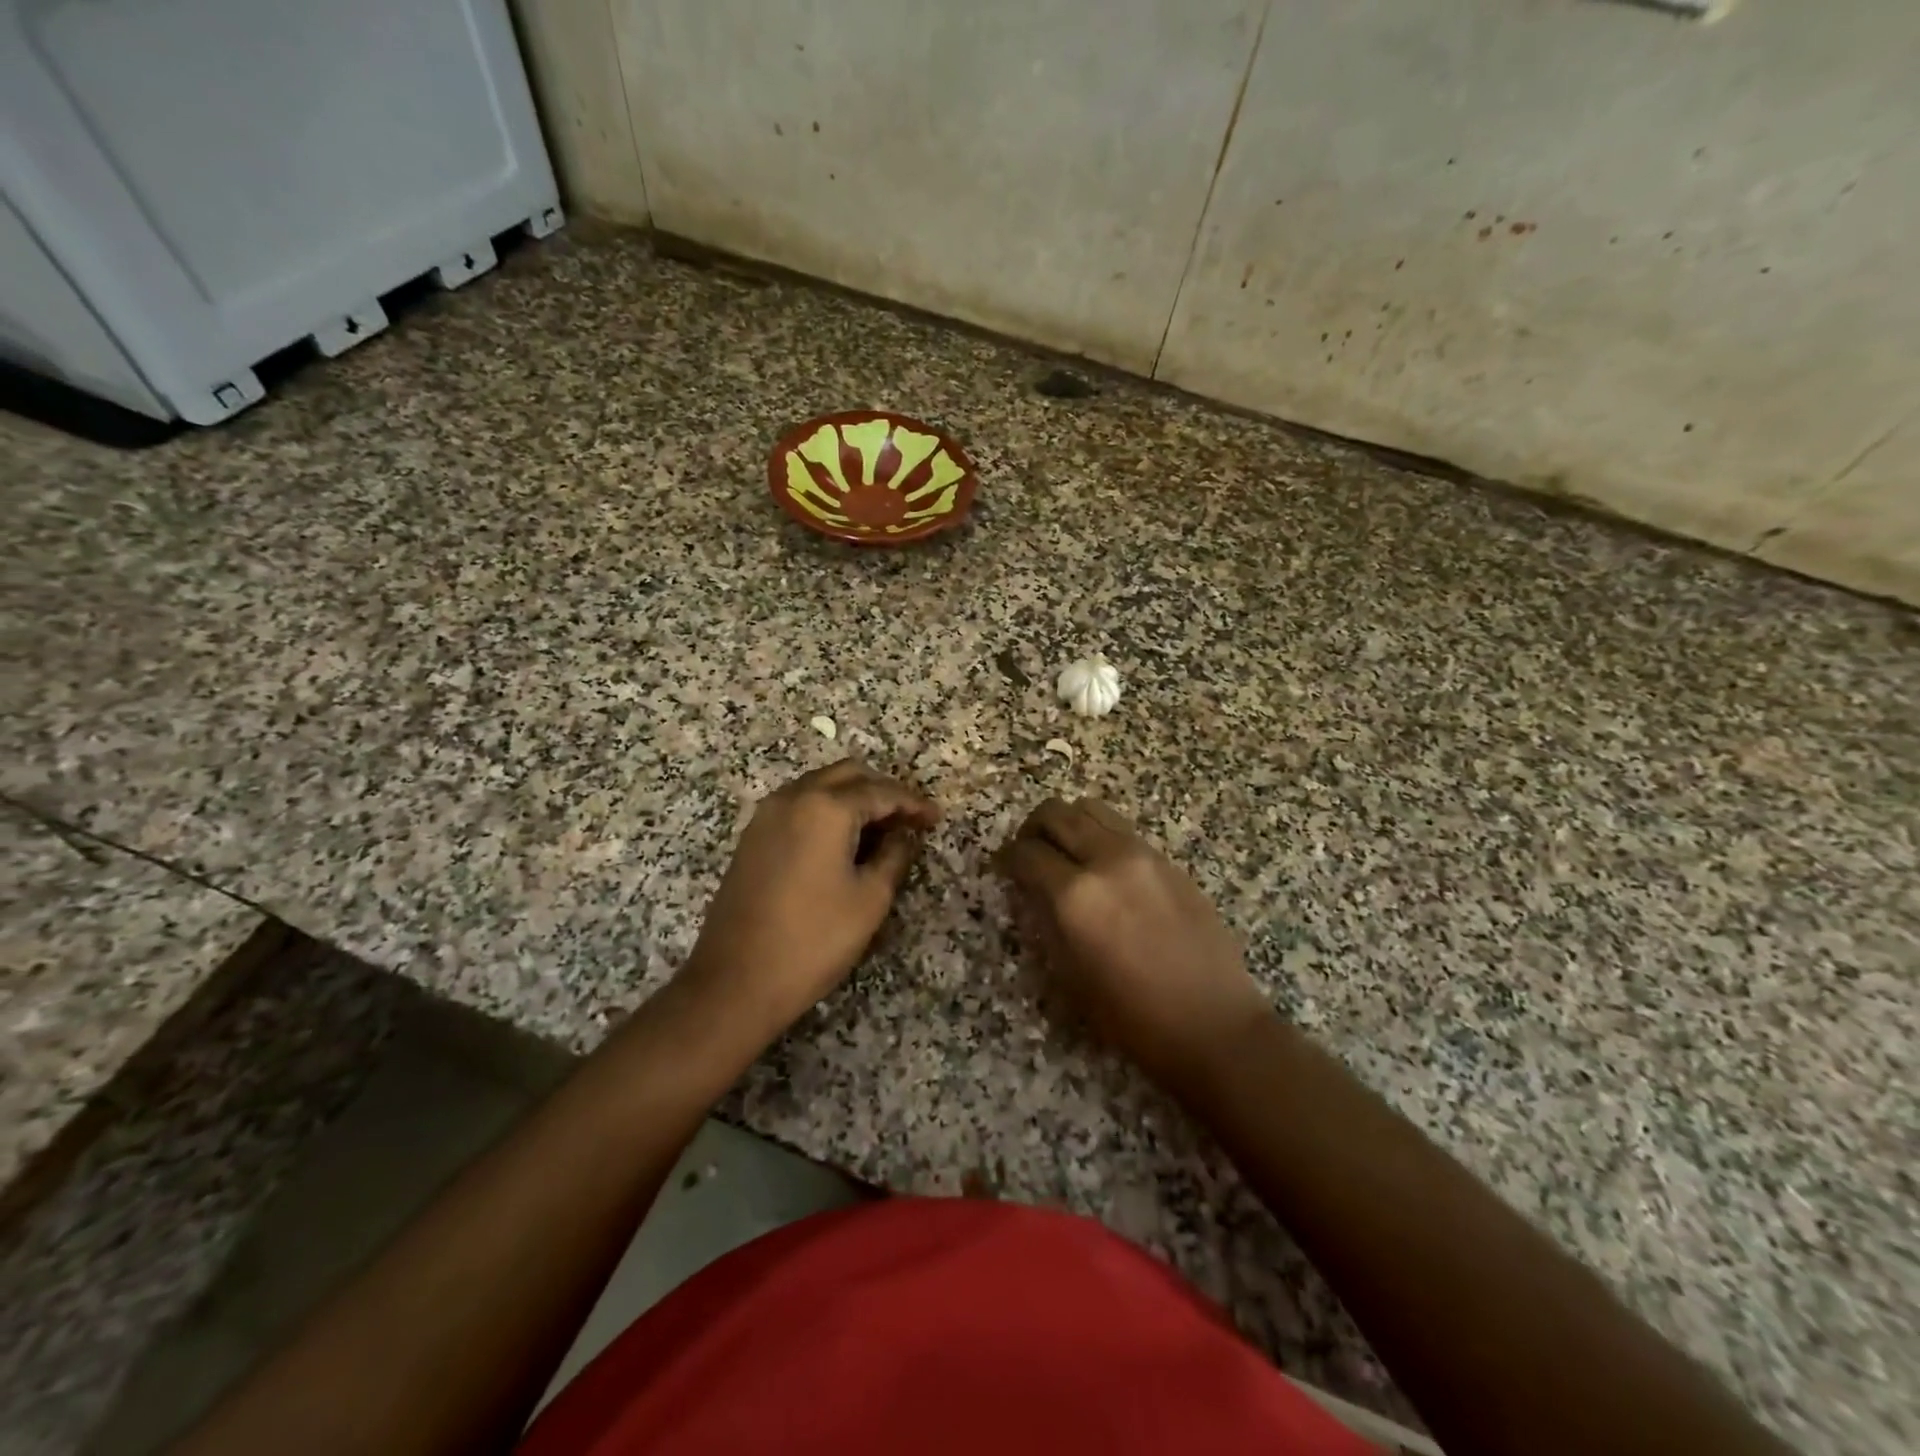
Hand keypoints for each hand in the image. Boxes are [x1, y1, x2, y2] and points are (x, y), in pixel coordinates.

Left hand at [681, 760, 938, 1040]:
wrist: (735, 981)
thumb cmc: (814, 940)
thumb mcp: (870, 899)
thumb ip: (894, 856)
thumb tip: (904, 836)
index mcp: (826, 807)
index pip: (881, 791)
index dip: (913, 803)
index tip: (935, 819)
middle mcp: (793, 798)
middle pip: (847, 775)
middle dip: (882, 791)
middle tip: (908, 820)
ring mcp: (767, 815)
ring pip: (819, 785)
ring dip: (852, 798)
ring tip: (880, 830)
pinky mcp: (752, 837)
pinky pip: (798, 805)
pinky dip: (826, 811)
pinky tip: (842, 841)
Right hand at [995, 798, 1272, 1094]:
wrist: (1214, 1024)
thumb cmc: (1133, 1016)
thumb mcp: (1071, 977)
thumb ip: (1046, 922)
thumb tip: (1032, 891)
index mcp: (1076, 895)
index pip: (1027, 853)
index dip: (1007, 859)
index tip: (1004, 869)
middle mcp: (1107, 860)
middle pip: (1056, 813)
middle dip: (1033, 828)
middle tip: (1029, 853)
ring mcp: (1143, 855)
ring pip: (1092, 809)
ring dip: (1069, 823)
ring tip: (1066, 853)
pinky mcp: (1169, 861)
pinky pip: (1122, 829)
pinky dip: (1101, 836)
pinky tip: (1104, 870)